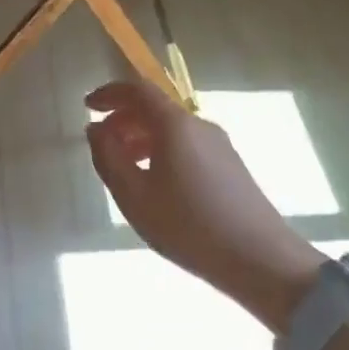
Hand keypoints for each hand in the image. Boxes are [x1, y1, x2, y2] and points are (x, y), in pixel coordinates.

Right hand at [85, 81, 321, 312]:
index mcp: (175, 125)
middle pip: (155, 107)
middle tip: (101, 142)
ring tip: (123, 166)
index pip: (138, 90)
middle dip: (123, 118)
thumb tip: (96, 129)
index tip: (88, 106)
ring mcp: (219, 145)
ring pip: (171, 128)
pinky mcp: (230, 165)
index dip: (110, 93)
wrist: (260, 259)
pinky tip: (154, 182)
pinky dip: (161, 150)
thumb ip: (108, 157)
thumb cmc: (187, 225)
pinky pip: (187, 144)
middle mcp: (199, 125)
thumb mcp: (133, 195)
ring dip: (141, 137)